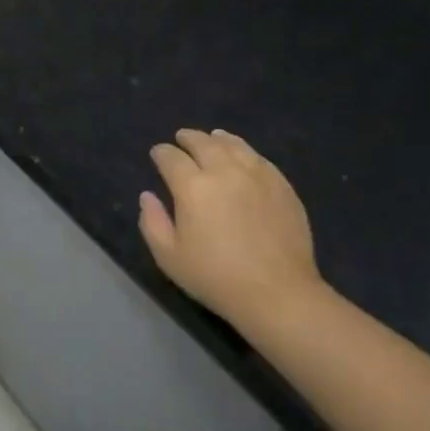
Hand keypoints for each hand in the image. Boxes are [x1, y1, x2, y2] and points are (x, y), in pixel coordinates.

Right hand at [138, 128, 332, 334]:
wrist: (277, 292)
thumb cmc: (216, 277)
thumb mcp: (169, 257)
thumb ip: (152, 222)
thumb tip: (148, 196)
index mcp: (193, 187)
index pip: (171, 157)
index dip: (161, 153)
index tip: (157, 155)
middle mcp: (224, 171)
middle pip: (202, 143)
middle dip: (187, 138)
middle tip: (181, 139)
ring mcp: (257, 175)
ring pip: (233, 144)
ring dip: (217, 139)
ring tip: (212, 138)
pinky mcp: (281, 185)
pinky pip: (259, 158)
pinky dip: (244, 150)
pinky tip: (242, 155)